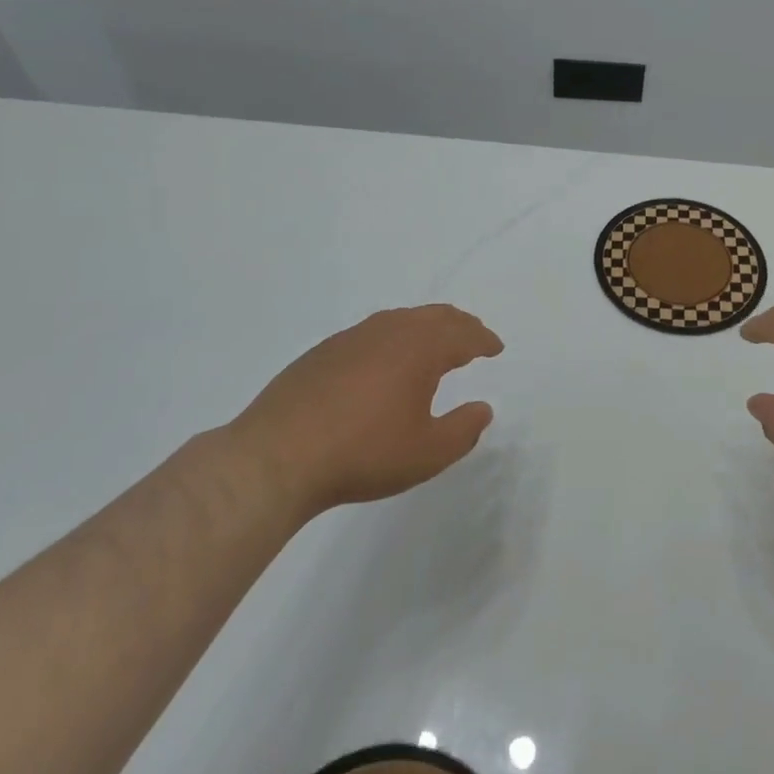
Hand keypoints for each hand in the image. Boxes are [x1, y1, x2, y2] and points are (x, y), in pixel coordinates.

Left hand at [223, 304, 503, 515]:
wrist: (277, 456)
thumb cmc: (363, 453)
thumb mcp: (428, 453)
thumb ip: (463, 429)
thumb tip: (483, 408)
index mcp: (420, 348)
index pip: (462, 334)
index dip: (483, 340)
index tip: (495, 347)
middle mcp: (388, 332)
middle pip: (433, 316)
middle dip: (459, 324)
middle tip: (472, 336)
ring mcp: (351, 338)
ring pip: (399, 320)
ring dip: (424, 327)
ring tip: (433, 343)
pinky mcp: (322, 353)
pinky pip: (371, 333)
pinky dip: (392, 338)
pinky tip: (384, 361)